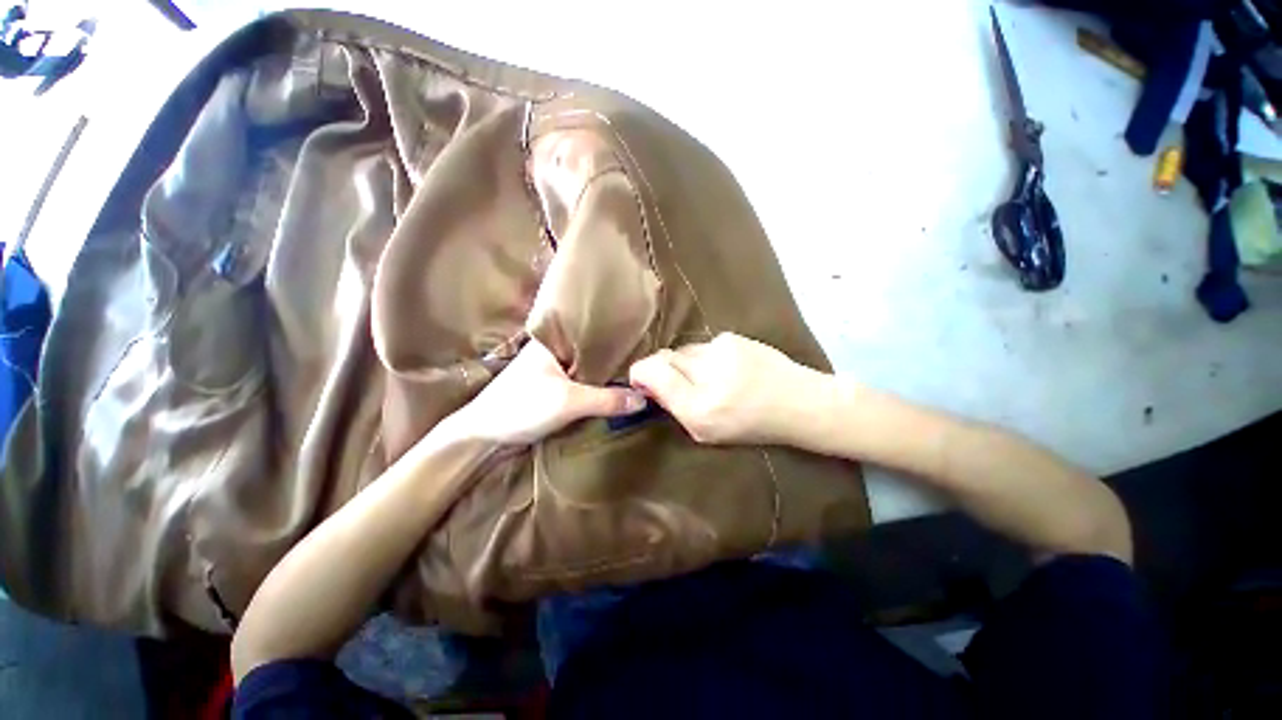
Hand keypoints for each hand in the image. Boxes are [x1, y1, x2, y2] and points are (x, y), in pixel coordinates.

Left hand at [451, 339, 646, 445]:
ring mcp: (554, 370)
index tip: (644, 340)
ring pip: (588, 369)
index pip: (593, 331)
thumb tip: (643, 399)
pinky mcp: (553, 389)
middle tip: (647, 360)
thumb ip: (607, 400)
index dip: (618, 336)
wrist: (484, 437)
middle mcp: (555, 350)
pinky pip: (582, 384)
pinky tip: (615, 390)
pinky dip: (597, 388)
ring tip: (638, 373)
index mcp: (554, 340)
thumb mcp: (569, 402)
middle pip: (592, 351)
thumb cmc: (522, 407)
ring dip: (606, 375)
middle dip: (616, 357)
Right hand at [628, 332, 825, 444]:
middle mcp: (708, 375)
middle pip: (664, 358)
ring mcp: (721, 350)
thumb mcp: (707, 432)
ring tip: (711, 377)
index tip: (641, 381)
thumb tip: (648, 383)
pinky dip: (707, 357)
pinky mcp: (732, 337)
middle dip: (664, 369)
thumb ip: (674, 406)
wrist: (798, 403)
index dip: (640, 374)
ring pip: (684, 350)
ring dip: (688, 363)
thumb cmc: (751, 426)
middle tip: (681, 383)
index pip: (652, 372)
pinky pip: (704, 346)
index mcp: (699, 408)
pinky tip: (727, 368)